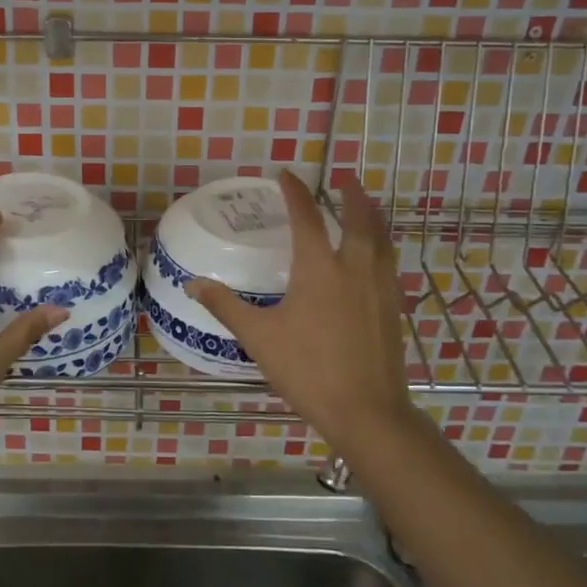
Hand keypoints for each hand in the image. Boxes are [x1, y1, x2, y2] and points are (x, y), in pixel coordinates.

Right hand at [187, 171, 412, 452]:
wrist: (367, 411)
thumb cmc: (308, 370)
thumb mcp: (259, 337)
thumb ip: (226, 306)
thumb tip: (193, 283)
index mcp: (319, 269)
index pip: (306, 218)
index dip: (295, 193)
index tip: (286, 174)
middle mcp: (354, 269)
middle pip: (359, 220)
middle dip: (351, 196)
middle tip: (345, 178)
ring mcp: (380, 288)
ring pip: (382, 240)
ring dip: (374, 216)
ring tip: (368, 206)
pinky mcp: (394, 309)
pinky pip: (389, 263)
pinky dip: (382, 246)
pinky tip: (377, 258)